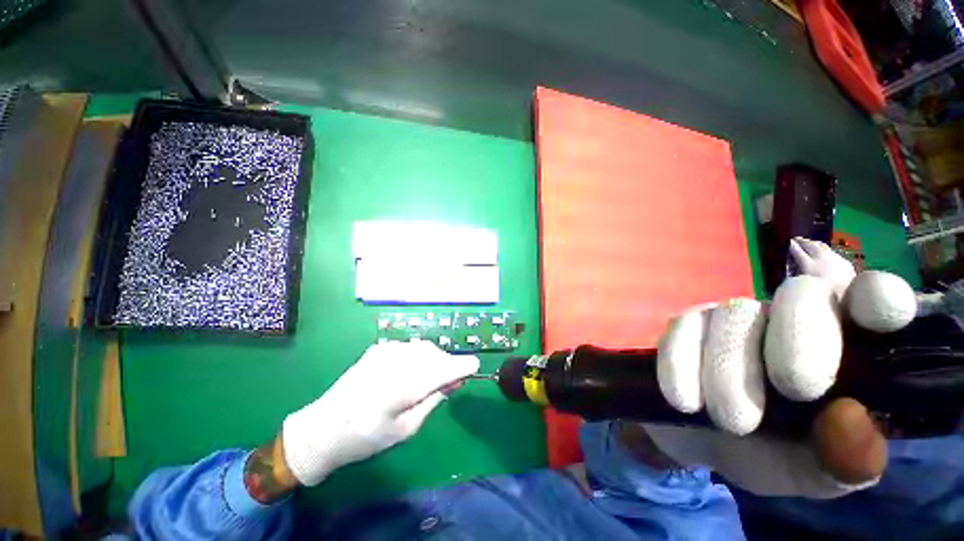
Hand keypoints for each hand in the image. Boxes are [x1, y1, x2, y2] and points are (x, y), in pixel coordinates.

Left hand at [281, 340, 478, 485]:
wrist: (323, 427)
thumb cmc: (366, 438)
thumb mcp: (406, 429)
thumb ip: (432, 400)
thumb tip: (452, 382)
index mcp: (402, 388)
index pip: (442, 369)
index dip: (462, 365)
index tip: (475, 366)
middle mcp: (396, 363)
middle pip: (435, 355)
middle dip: (448, 365)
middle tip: (451, 382)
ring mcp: (386, 352)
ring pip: (424, 348)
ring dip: (435, 360)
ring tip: (432, 378)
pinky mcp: (379, 349)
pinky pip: (410, 347)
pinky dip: (419, 356)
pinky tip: (413, 371)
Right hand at [649, 239, 916, 496]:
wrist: (698, 441)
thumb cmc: (772, 455)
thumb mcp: (817, 472)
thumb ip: (847, 459)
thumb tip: (849, 417)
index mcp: (846, 348)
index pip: (875, 298)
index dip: (879, 297)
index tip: (876, 318)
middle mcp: (790, 318)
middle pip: (801, 293)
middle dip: (800, 340)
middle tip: (794, 390)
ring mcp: (730, 316)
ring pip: (733, 314)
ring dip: (731, 373)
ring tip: (732, 421)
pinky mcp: (684, 324)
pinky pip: (681, 329)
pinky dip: (683, 368)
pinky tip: (686, 401)